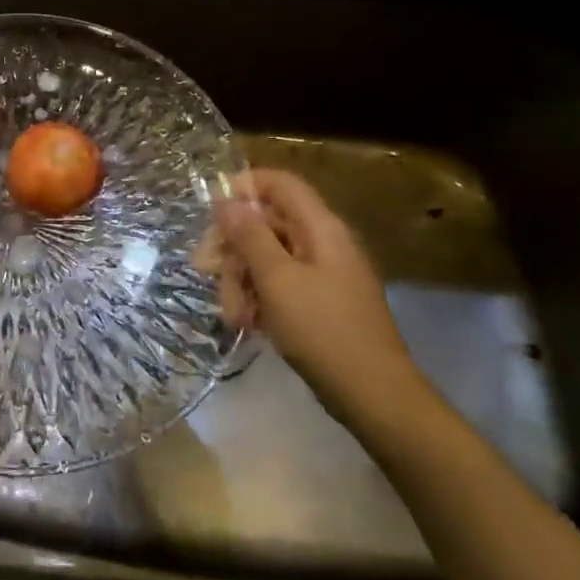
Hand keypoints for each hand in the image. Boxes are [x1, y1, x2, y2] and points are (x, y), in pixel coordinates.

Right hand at [203, 169, 433, 435]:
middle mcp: (322, 243)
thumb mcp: (276, 279)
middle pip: (266, 223)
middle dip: (233, 247)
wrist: (373, 395)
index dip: (244, 187)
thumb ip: (249, 235)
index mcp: (320, 228)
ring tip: (232, 314)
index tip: (212, 213)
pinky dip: (258, 298)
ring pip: (267, 257)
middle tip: (206, 271)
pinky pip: (279, 284)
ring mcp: (322, 274)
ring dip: (240, 280)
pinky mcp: (319, 302)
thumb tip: (227, 200)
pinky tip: (247, 323)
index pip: (280, 184)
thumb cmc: (322, 329)